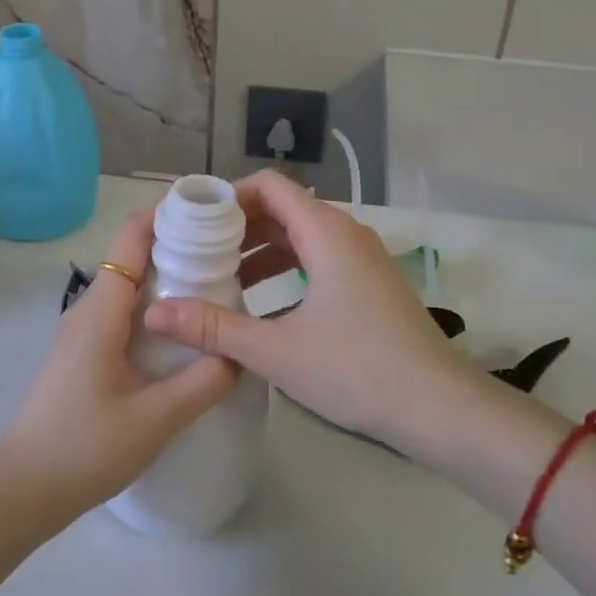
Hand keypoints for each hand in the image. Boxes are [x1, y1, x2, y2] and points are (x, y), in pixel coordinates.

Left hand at [0, 209, 238, 518]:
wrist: (23, 489)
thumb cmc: (85, 447)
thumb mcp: (156, 419)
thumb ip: (204, 381)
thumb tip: (240, 352)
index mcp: (102, 310)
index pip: (131, 237)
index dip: (166, 214)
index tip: (210, 212)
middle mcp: (89, 309)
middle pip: (133, 257)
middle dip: (177, 245)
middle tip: (228, 252)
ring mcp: (82, 331)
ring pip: (128, 287)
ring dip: (166, 278)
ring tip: (215, 286)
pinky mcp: (82, 352)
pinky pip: (122, 312)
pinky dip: (153, 306)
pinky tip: (180, 331)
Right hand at [143, 170, 474, 453]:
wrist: (441, 409)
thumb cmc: (358, 369)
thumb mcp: (277, 350)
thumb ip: (214, 328)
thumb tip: (154, 312)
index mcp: (326, 232)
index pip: (268, 185)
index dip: (227, 196)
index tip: (193, 224)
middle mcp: (345, 233)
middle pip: (281, 209)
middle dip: (237, 228)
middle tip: (196, 254)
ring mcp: (361, 259)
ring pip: (299, 237)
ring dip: (259, 252)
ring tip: (220, 280)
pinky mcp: (369, 284)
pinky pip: (317, 259)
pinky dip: (285, 270)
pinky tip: (261, 306)